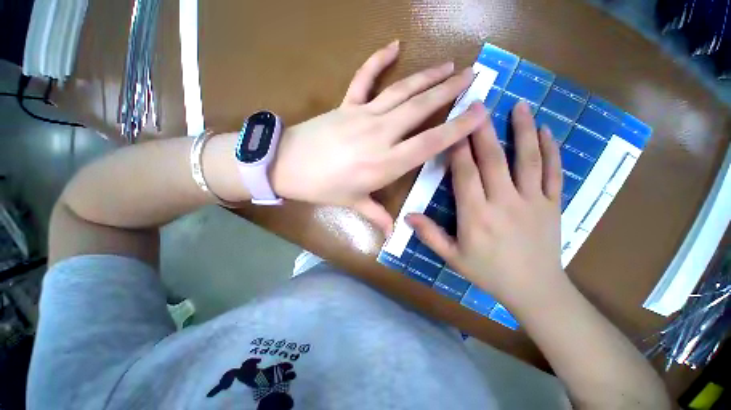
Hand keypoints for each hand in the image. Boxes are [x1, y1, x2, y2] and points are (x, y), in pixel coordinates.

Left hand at [271, 40, 488, 234]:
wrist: (287, 166)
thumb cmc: (322, 188)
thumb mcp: (353, 204)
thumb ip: (377, 216)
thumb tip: (392, 236)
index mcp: (385, 163)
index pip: (430, 142)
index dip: (457, 127)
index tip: (479, 113)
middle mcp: (380, 134)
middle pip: (421, 108)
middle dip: (450, 90)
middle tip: (473, 75)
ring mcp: (363, 115)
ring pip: (401, 91)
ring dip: (427, 77)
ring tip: (449, 65)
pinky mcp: (346, 105)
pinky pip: (365, 78)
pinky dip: (378, 60)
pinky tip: (394, 45)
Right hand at [406, 101, 564, 304]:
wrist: (535, 290)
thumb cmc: (488, 273)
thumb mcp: (453, 257)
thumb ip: (430, 235)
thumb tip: (407, 216)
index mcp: (476, 215)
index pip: (465, 174)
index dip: (459, 149)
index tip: (454, 127)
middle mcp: (504, 202)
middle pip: (493, 159)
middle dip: (483, 130)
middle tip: (480, 104)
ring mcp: (533, 201)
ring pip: (527, 159)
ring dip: (522, 130)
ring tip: (519, 105)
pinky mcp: (553, 204)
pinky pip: (554, 172)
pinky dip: (551, 149)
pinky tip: (545, 131)